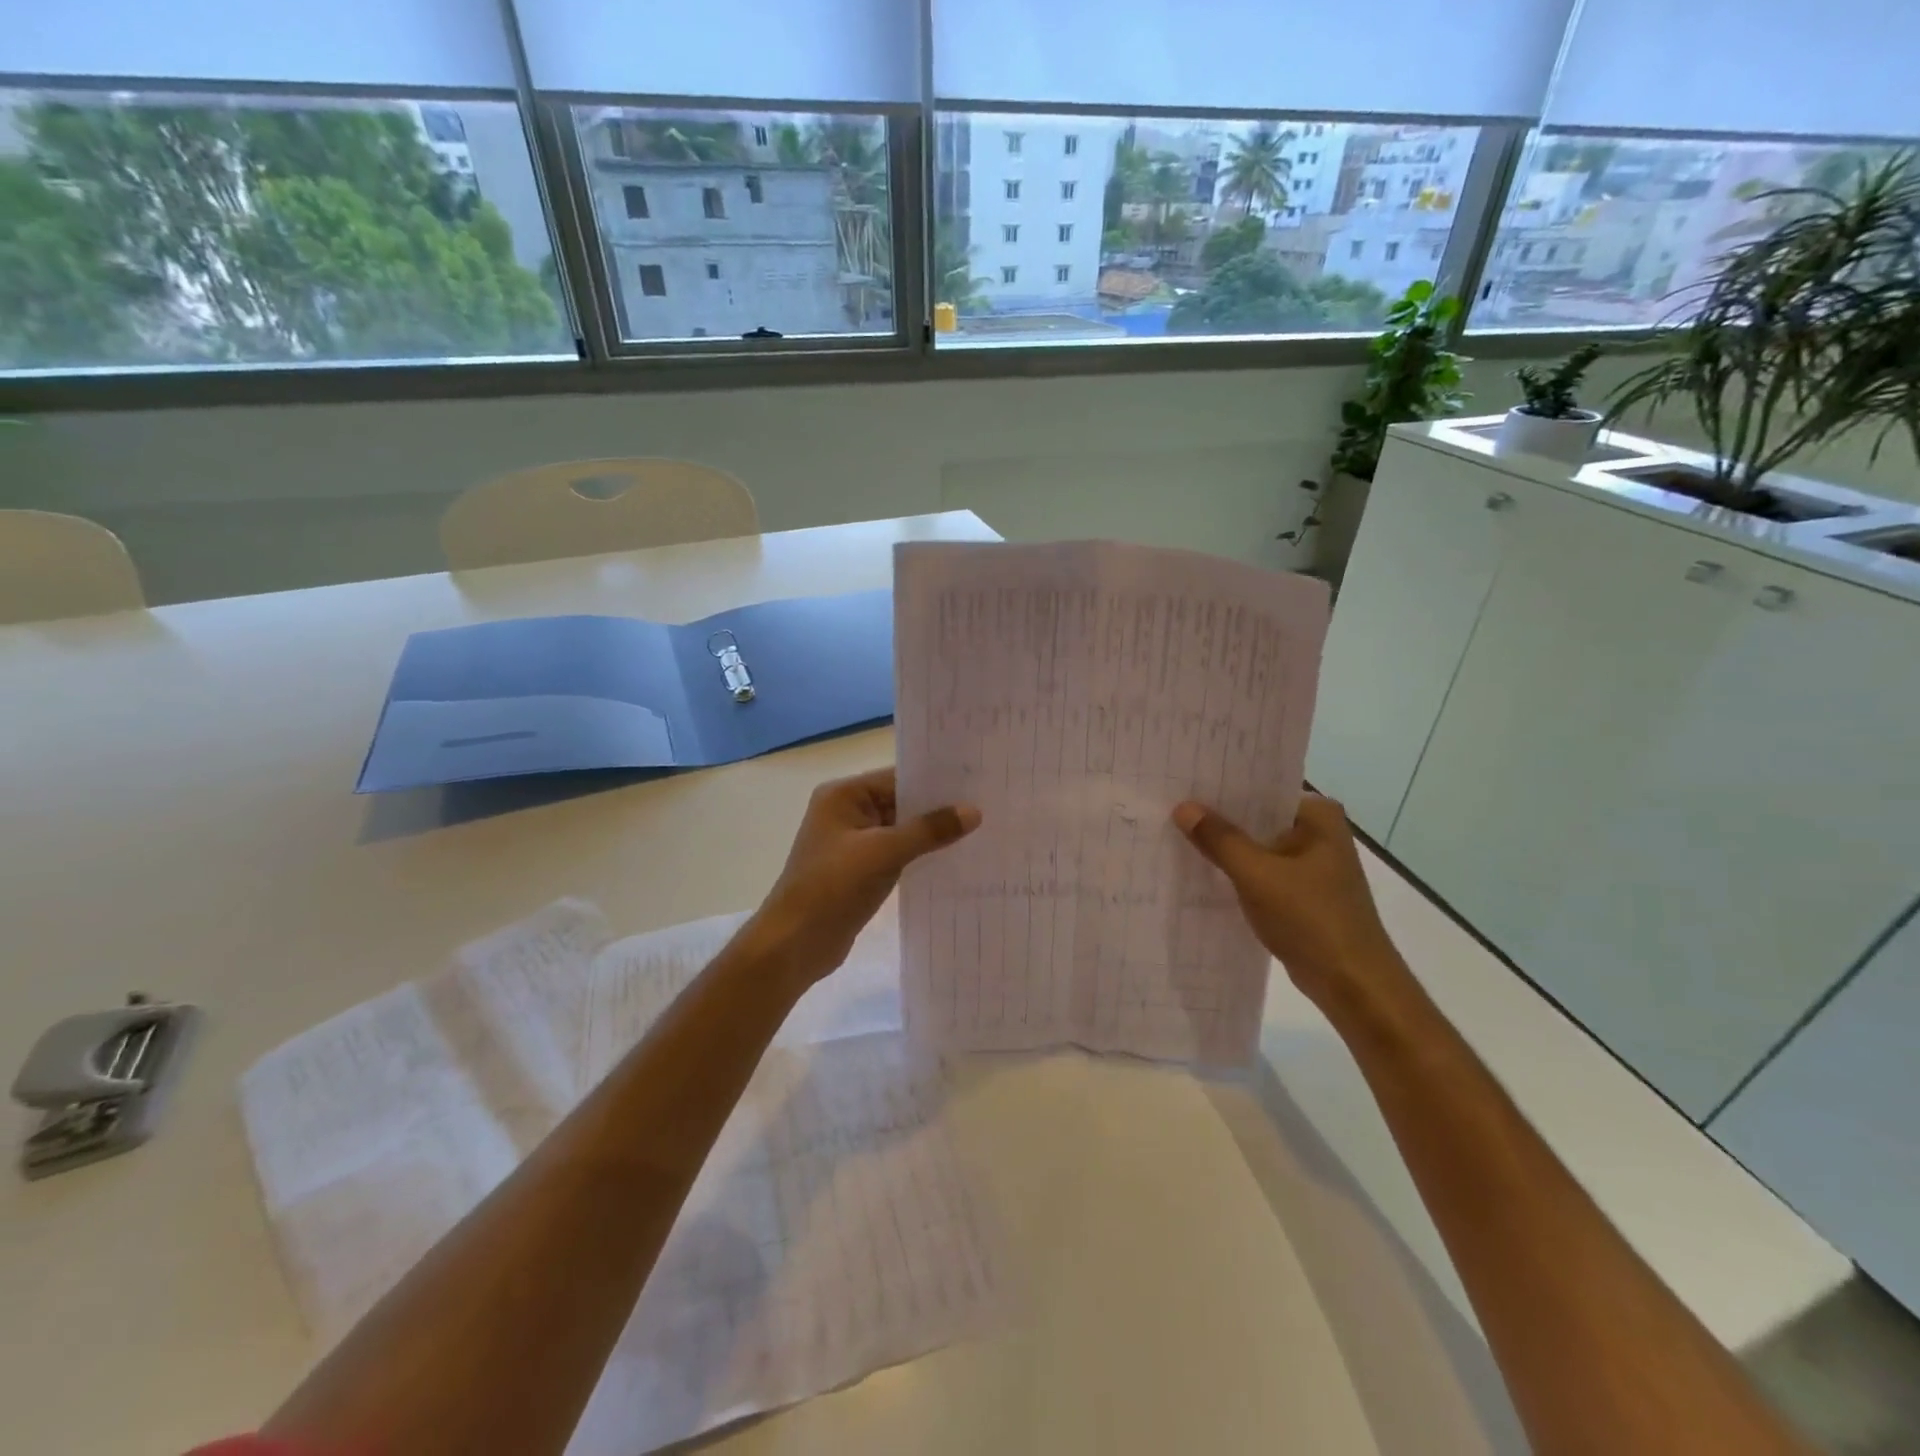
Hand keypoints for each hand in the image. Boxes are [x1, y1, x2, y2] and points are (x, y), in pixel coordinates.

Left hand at [750, 768, 980, 985]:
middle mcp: (846, 812)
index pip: (897, 777)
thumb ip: (929, 830)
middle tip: (986, 805)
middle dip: (938, 808)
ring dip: (931, 834)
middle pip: (900, 802)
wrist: (794, 944)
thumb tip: (973, 811)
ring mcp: (853, 843)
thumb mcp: (884, 852)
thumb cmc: (832, 887)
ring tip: (980, 831)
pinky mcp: (860, 870)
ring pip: (901, 830)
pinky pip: (897, 854)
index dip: (935, 781)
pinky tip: (953, 859)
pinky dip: (920, 855)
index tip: (976, 782)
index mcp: (843, 795)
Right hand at [1172, 793, 1401, 1008]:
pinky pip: (1260, 871)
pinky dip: (1236, 873)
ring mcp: (1311, 863)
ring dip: (1224, 848)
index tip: (1180, 785)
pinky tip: (1200, 872)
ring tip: (1175, 836)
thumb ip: (1219, 839)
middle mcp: (1318, 831)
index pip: (1259, 789)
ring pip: (1256, 846)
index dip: (1219, 789)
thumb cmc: (1311, 919)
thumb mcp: (1257, 875)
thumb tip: (1183, 807)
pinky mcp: (1302, 892)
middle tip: (1168, 809)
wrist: (1353, 985)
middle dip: (1217, 818)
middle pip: (1256, 817)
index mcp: (1317, 815)